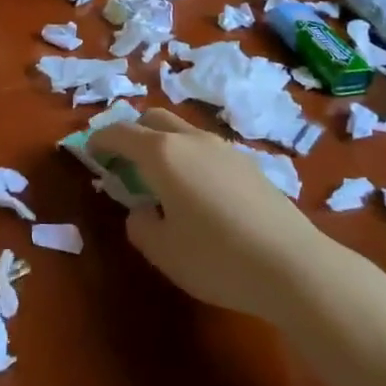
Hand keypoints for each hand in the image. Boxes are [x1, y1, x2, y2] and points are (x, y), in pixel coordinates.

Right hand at [89, 109, 320, 323]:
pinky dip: (189, 159)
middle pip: (154, 119)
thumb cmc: (217, 258)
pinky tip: (198, 193)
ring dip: (164, 145)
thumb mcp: (162, 251)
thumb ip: (141, 225)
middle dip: (132, 133)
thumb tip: (144, 210)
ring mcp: (225, 149)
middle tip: (123, 161)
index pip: (121, 133)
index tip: (90, 151)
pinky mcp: (249, 165)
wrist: (295, 267)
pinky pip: (206, 150)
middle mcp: (192, 140)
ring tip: (161, 180)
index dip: (100, 139)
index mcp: (162, 154)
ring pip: (183, 132)